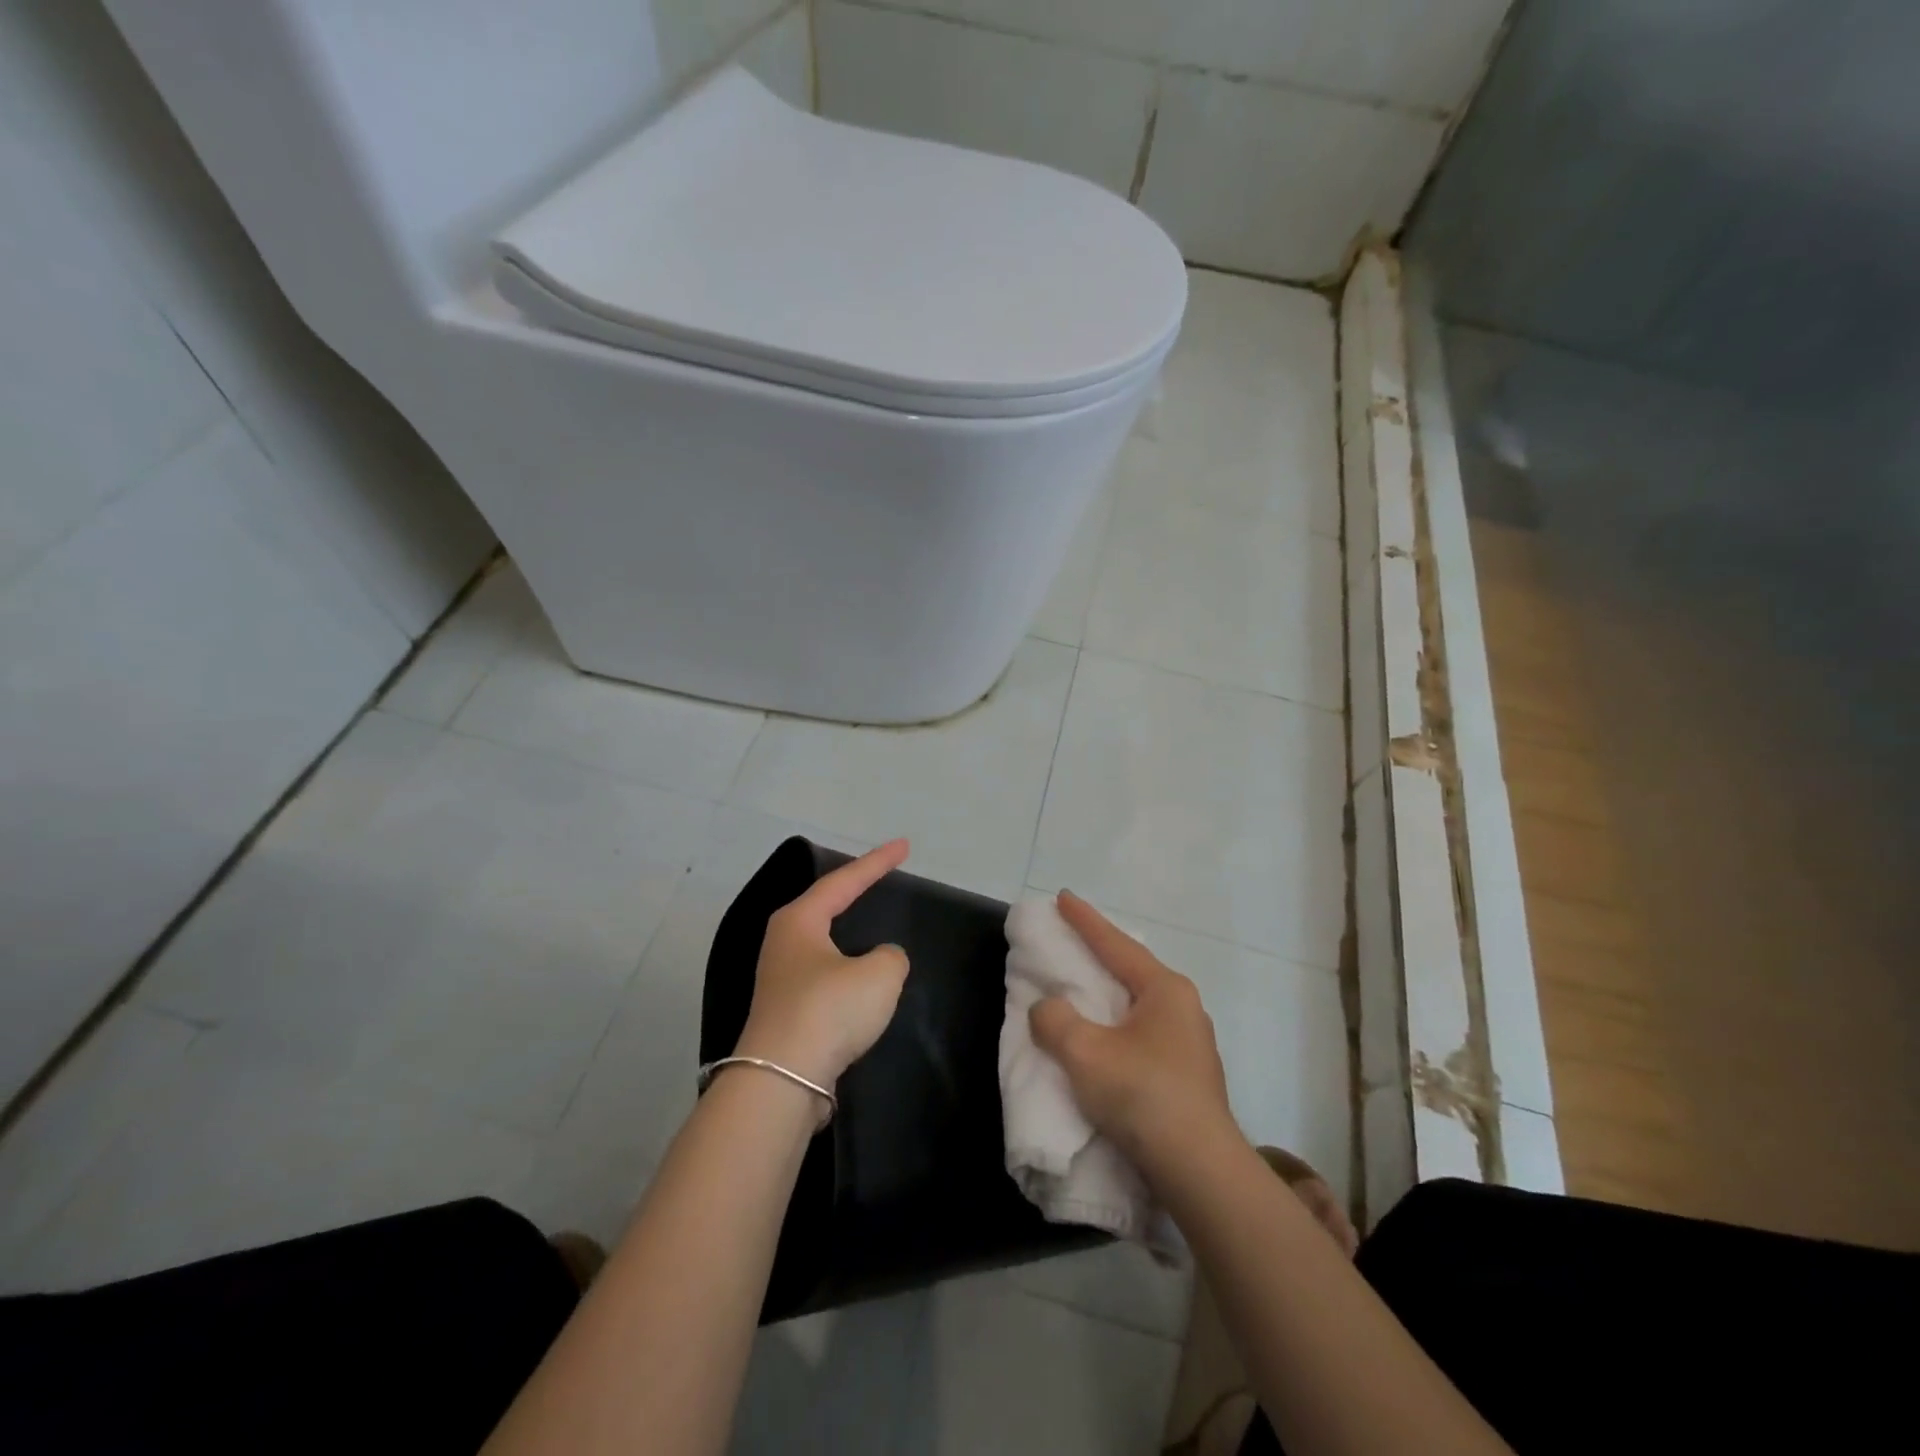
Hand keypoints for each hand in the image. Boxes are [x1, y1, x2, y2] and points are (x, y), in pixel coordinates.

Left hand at [732, 840, 911, 1097]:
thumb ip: (891, 957)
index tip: (904, 846)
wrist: (782, 1082)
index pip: (844, 881)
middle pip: (825, 906)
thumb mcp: (879, 974)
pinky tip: (859, 983)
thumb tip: (880, 961)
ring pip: (823, 945)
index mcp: (799, 920)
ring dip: (848, 934)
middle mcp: (783, 943)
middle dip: (853, 890)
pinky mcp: (786, 1013)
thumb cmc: (829, 1010)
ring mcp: (780, 980)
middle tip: (881, 876)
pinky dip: (846, 972)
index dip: (877, 862)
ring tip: (871, 924)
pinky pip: (824, 978)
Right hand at [1029, 891, 1240, 1179]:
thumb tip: (1048, 1009)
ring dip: (1109, 994)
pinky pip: (1143, 1032)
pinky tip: (1105, 1037)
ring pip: (1138, 1004)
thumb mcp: (1085, 1053)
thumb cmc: (1143, 1096)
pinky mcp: (1187, 1075)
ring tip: (1085, 987)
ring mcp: (1190, 1043)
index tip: (1063, 897)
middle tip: (1072, 938)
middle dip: (1101, 954)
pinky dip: (1117, 1024)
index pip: (1116, 945)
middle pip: (1131, 969)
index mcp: (1164, 990)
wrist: (1200, 1171)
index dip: (1085, 921)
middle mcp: (1183, 1007)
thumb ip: (1056, 1021)